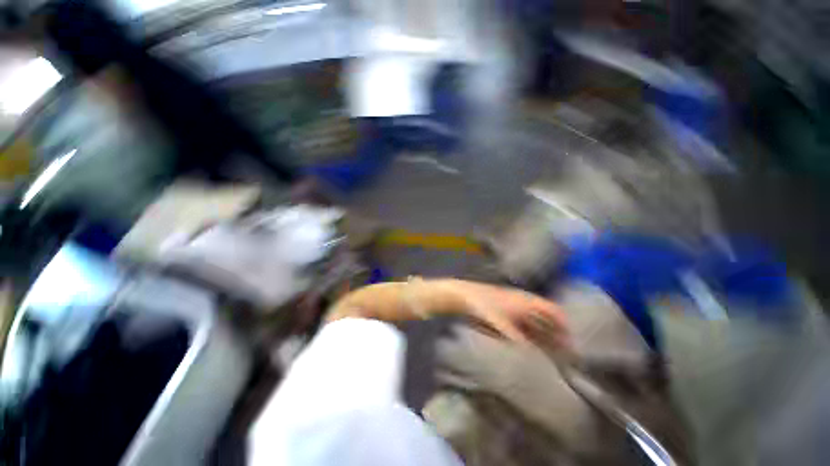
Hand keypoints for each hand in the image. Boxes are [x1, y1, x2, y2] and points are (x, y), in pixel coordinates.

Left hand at [449, 280, 569, 347]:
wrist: (462, 295)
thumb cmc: (482, 307)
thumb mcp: (501, 324)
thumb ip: (518, 341)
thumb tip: (535, 356)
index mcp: (525, 301)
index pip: (553, 310)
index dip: (565, 324)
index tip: (572, 342)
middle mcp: (522, 301)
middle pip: (545, 316)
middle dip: (556, 332)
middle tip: (564, 352)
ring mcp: (513, 304)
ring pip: (534, 319)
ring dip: (544, 332)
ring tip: (550, 350)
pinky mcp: (504, 309)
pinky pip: (523, 321)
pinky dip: (530, 331)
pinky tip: (529, 343)